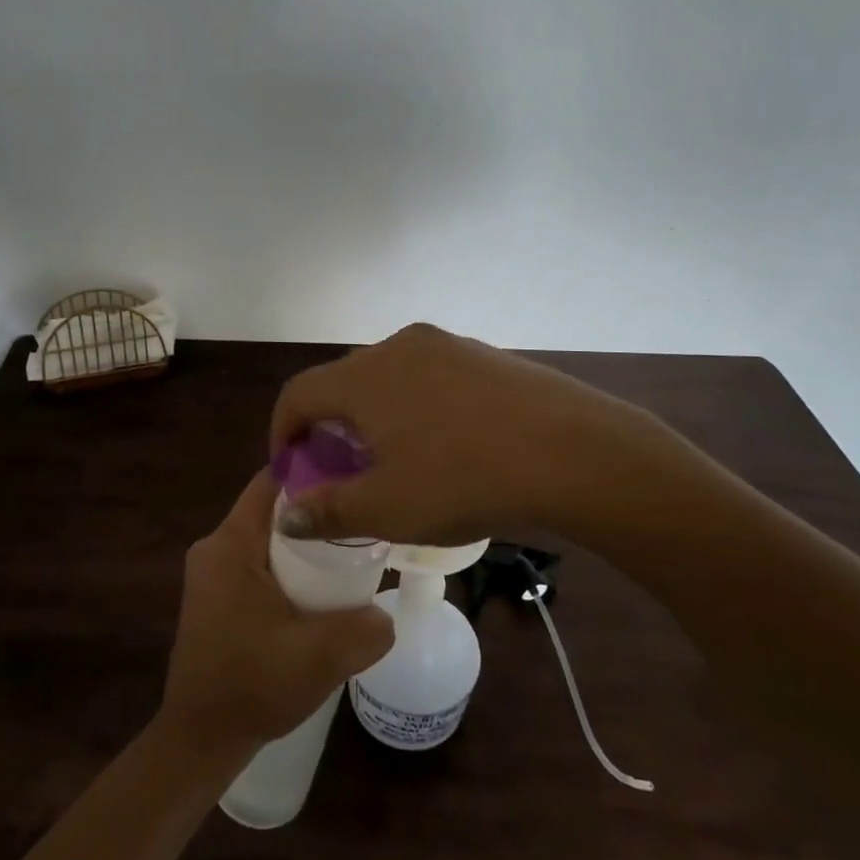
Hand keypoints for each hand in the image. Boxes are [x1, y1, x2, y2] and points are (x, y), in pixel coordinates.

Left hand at [157, 470, 395, 760]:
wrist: (200, 740)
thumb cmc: (252, 686)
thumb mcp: (319, 657)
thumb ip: (365, 629)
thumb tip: (386, 614)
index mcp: (231, 544)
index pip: (272, 482)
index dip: (313, 472)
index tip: (354, 477)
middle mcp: (216, 548)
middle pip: (273, 509)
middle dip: (316, 513)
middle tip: (361, 522)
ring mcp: (214, 574)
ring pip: (269, 538)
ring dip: (305, 545)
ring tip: (351, 555)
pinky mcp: (218, 597)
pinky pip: (260, 563)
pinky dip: (290, 568)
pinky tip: (321, 591)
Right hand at [269, 322, 668, 547]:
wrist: (575, 451)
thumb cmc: (467, 480)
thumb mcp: (389, 508)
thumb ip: (328, 510)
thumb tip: (288, 514)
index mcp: (365, 376)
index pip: (299, 395)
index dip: (283, 434)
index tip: (293, 471)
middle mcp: (398, 346)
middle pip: (342, 383)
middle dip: (330, 428)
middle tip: (342, 474)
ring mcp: (446, 345)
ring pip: (387, 379)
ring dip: (374, 417)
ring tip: (394, 462)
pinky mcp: (483, 354)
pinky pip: (429, 377)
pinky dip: (414, 407)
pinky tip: (445, 445)